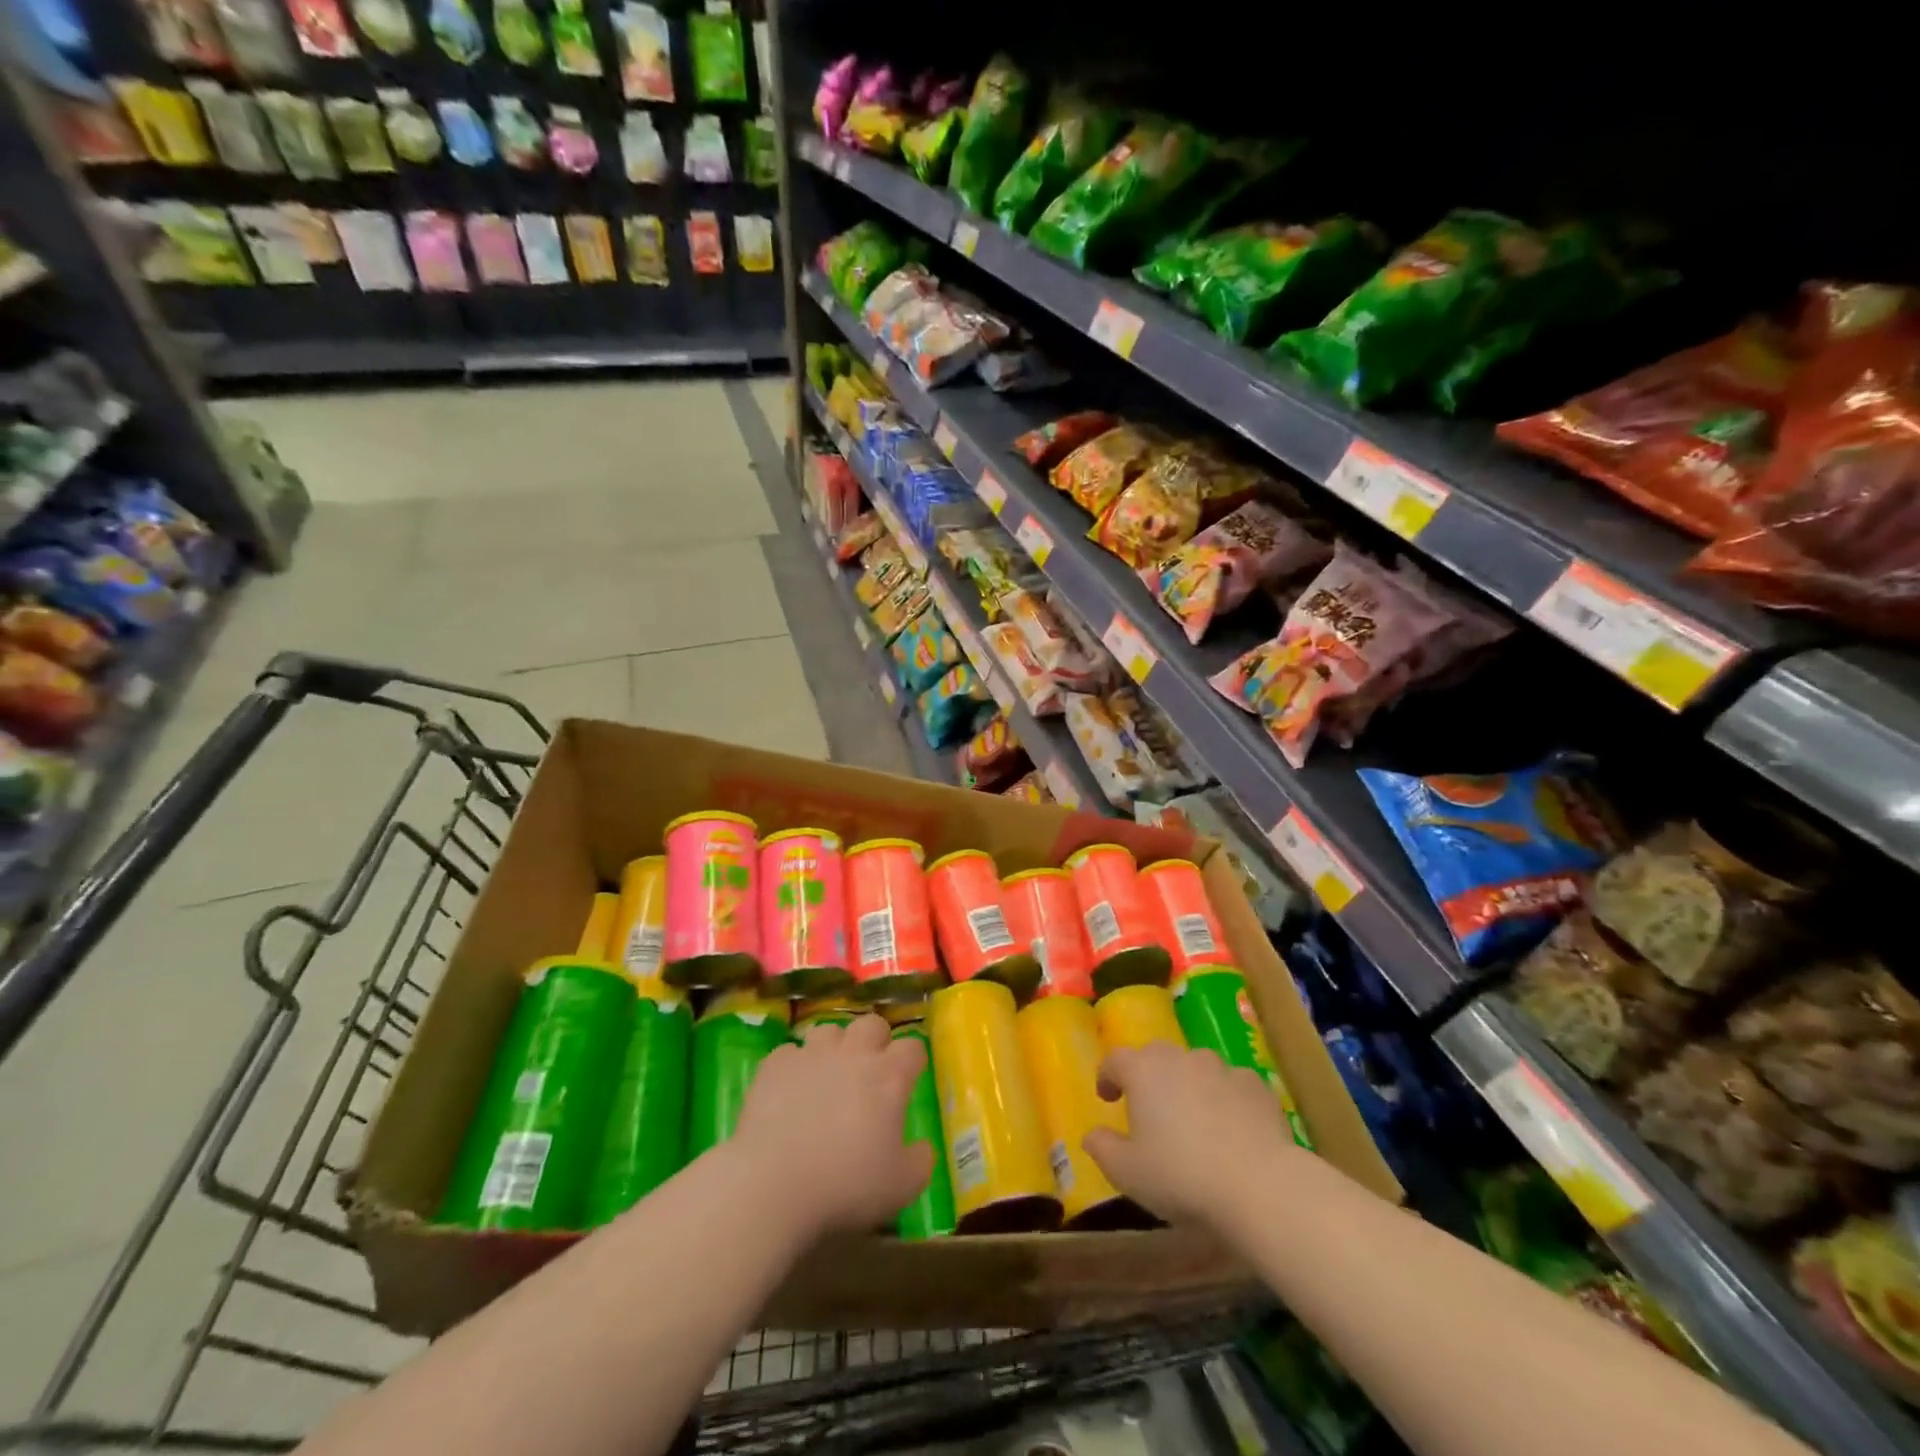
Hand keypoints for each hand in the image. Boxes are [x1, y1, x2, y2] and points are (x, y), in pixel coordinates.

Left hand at [731, 1013, 933, 1238]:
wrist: (773, 1185)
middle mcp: (853, 1054)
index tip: (909, 1079)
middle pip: (872, 1024)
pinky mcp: (775, 1065)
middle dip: (876, 1041)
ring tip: (828, 1076)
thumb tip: (923, 1147)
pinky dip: (794, 1067)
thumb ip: (920, 1161)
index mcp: (889, 1076)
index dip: (913, 1061)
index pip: (912, 1047)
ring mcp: (811, 1055)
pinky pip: (789, 1053)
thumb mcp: (902, 1186)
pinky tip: (790, 1091)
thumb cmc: (846, 1186)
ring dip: (834, 1048)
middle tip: (870, 1071)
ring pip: (829, 1030)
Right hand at [1083, 1042, 1301, 1231]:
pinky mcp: (1256, 1085)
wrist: (1260, 1185)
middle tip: (1149, 1109)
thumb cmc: (1181, 1176)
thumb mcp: (1127, 1173)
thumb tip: (1092, 1135)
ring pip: (1195, 1068)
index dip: (1107, 1076)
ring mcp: (1221, 1068)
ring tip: (1193, 1121)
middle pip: (1156, 1057)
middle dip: (1148, 1077)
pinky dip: (1225, 1099)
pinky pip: (1231, 1085)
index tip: (1108, 1098)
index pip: (1115, 1059)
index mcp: (1143, 1071)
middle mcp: (1180, 1058)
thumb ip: (1102, 1148)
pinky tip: (1232, 1129)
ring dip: (1188, 1086)